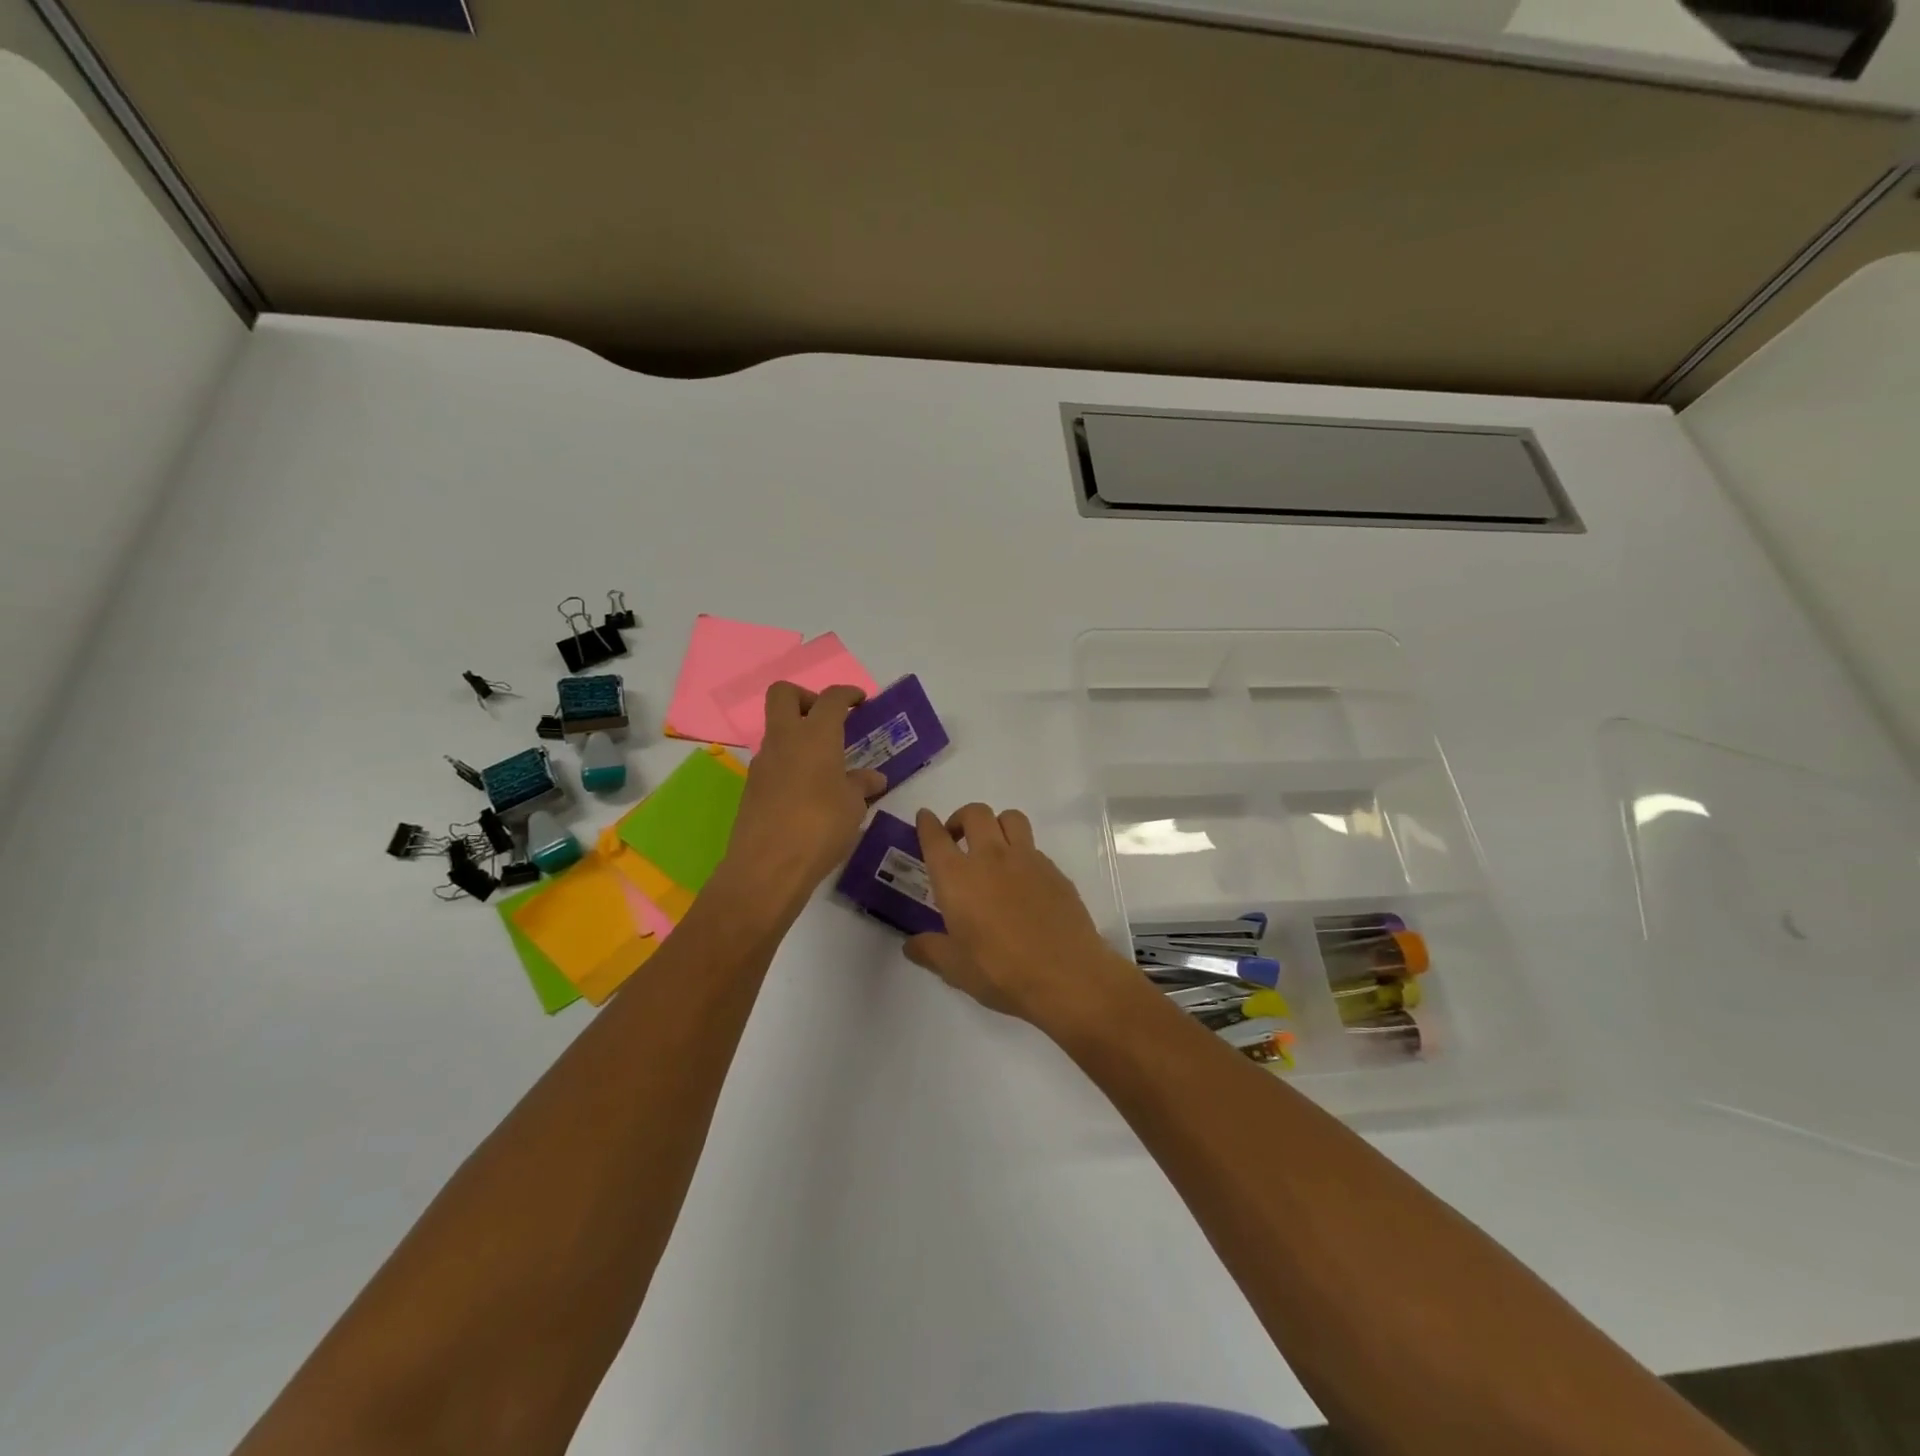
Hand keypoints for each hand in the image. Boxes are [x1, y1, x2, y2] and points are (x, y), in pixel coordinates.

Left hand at [722, 683, 886, 907]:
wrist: (767, 867)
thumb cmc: (820, 827)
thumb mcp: (853, 806)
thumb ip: (861, 785)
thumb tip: (873, 778)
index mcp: (815, 736)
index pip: (831, 699)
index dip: (847, 694)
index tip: (860, 701)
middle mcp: (784, 740)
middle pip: (784, 694)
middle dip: (807, 697)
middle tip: (828, 720)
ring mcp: (763, 763)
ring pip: (777, 731)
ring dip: (799, 736)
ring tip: (826, 766)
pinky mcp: (752, 788)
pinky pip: (773, 762)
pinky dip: (791, 765)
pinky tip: (809, 793)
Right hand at [904, 802, 1141, 1032]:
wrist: (1067, 975)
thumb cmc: (1002, 972)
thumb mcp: (955, 969)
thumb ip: (930, 951)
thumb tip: (911, 945)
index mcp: (957, 878)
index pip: (935, 837)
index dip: (927, 824)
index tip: (925, 818)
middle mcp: (990, 857)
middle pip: (975, 813)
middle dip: (961, 818)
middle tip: (957, 839)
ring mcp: (1027, 859)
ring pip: (1010, 818)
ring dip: (996, 824)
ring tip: (993, 847)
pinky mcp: (1054, 870)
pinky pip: (1034, 847)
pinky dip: (1022, 853)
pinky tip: (1022, 881)